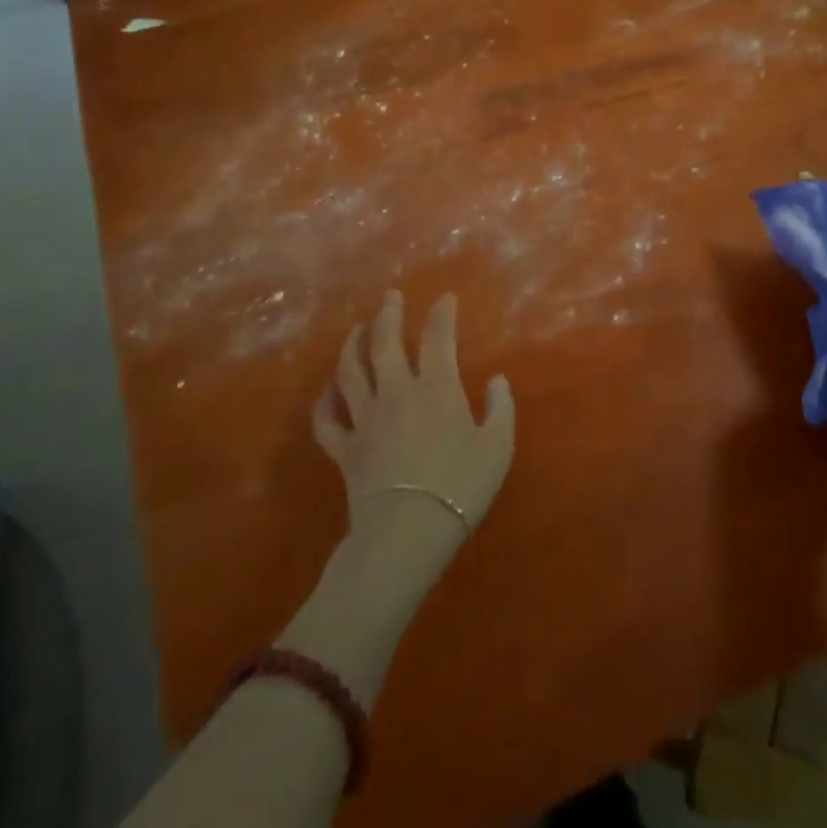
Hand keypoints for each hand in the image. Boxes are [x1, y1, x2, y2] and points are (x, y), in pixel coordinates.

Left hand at [313, 291, 515, 542]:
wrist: (408, 530)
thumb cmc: (460, 486)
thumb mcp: (497, 447)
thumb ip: (500, 409)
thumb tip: (497, 380)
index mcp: (437, 389)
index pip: (438, 339)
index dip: (441, 315)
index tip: (444, 298)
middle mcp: (397, 393)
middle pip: (385, 344)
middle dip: (388, 315)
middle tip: (389, 297)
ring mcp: (366, 418)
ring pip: (351, 371)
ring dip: (352, 345)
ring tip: (357, 329)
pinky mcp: (344, 447)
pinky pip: (327, 418)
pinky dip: (326, 400)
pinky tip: (329, 389)